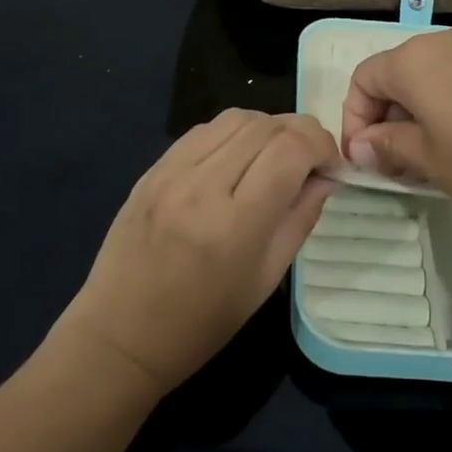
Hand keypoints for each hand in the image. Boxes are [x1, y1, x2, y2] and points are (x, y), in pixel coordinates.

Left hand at [59, 109, 338, 394]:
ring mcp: (171, 172)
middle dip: (301, 132)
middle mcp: (202, 186)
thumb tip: (325, 177)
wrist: (120, 334)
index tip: (331, 166)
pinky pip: (203, 130)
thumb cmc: (201, 323)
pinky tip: (239, 156)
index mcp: (235, 224)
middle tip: (311, 159)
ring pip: (235, 118)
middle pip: (266, 126)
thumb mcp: (265, 281)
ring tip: (276, 155)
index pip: (290, 150)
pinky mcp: (153, 168)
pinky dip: (233, 132)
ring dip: (268, 127)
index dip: (321, 146)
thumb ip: (300, 219)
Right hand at [340, 29, 451, 213]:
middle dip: (391, 123)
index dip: (354, 122)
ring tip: (446, 161)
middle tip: (405, 169)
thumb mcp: (433, 161)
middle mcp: (443, 43)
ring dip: (426, 119)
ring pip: (435, 82)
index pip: (361, 81)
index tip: (368, 162)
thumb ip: (388, 150)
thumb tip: (361, 146)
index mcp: (412, 61)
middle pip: (398, 78)